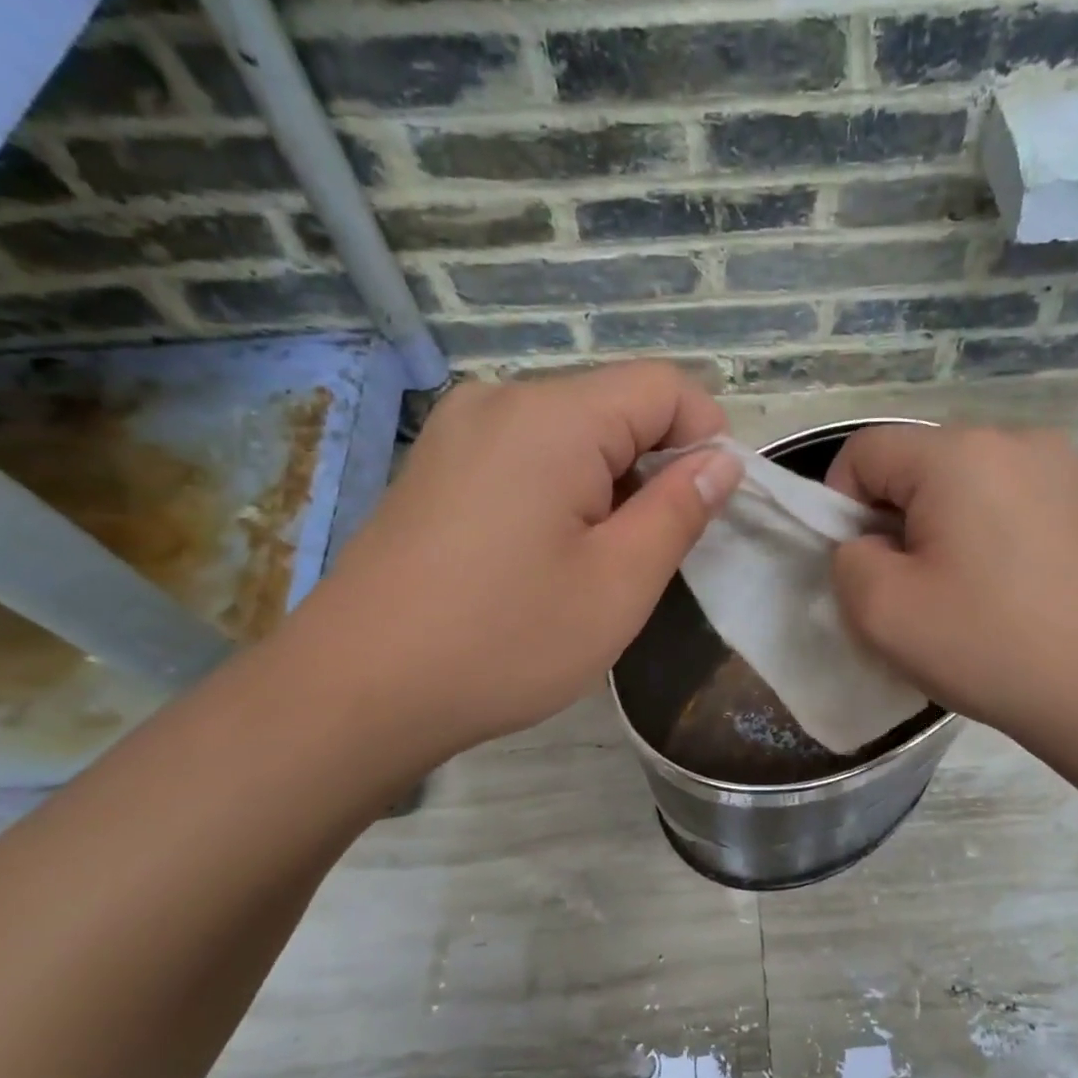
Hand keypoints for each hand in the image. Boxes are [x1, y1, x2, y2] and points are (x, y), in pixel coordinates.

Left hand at [291, 362, 742, 767]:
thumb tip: (720, 462)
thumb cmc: (504, 640)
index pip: (665, 386)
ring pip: (571, 435)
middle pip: (615, 407)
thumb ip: (680, 510)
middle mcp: (500, 400)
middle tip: (647, 556)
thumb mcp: (619, 583)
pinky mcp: (436, 465)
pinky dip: (560, 493)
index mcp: (552, 416)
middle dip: (653, 469)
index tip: (705, 512)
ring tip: (591, 566)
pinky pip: (525, 456)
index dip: (706, 439)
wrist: (357, 691)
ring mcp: (458, 431)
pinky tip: (540, 558)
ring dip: (606, 487)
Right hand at [825, 423, 1077, 749]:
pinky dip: (994, 530)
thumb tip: (873, 544)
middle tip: (914, 586)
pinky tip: (1015, 586)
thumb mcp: (880, 612)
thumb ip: (848, 559)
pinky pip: (1016, 497)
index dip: (841, 505)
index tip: (863, 565)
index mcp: (959, 454)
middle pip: (919, 463)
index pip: (865, 450)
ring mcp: (1067, 466)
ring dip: (946, 524)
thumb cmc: (988, 646)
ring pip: (968, 480)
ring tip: (967, 588)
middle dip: (896, 518)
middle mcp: (1018, 439)